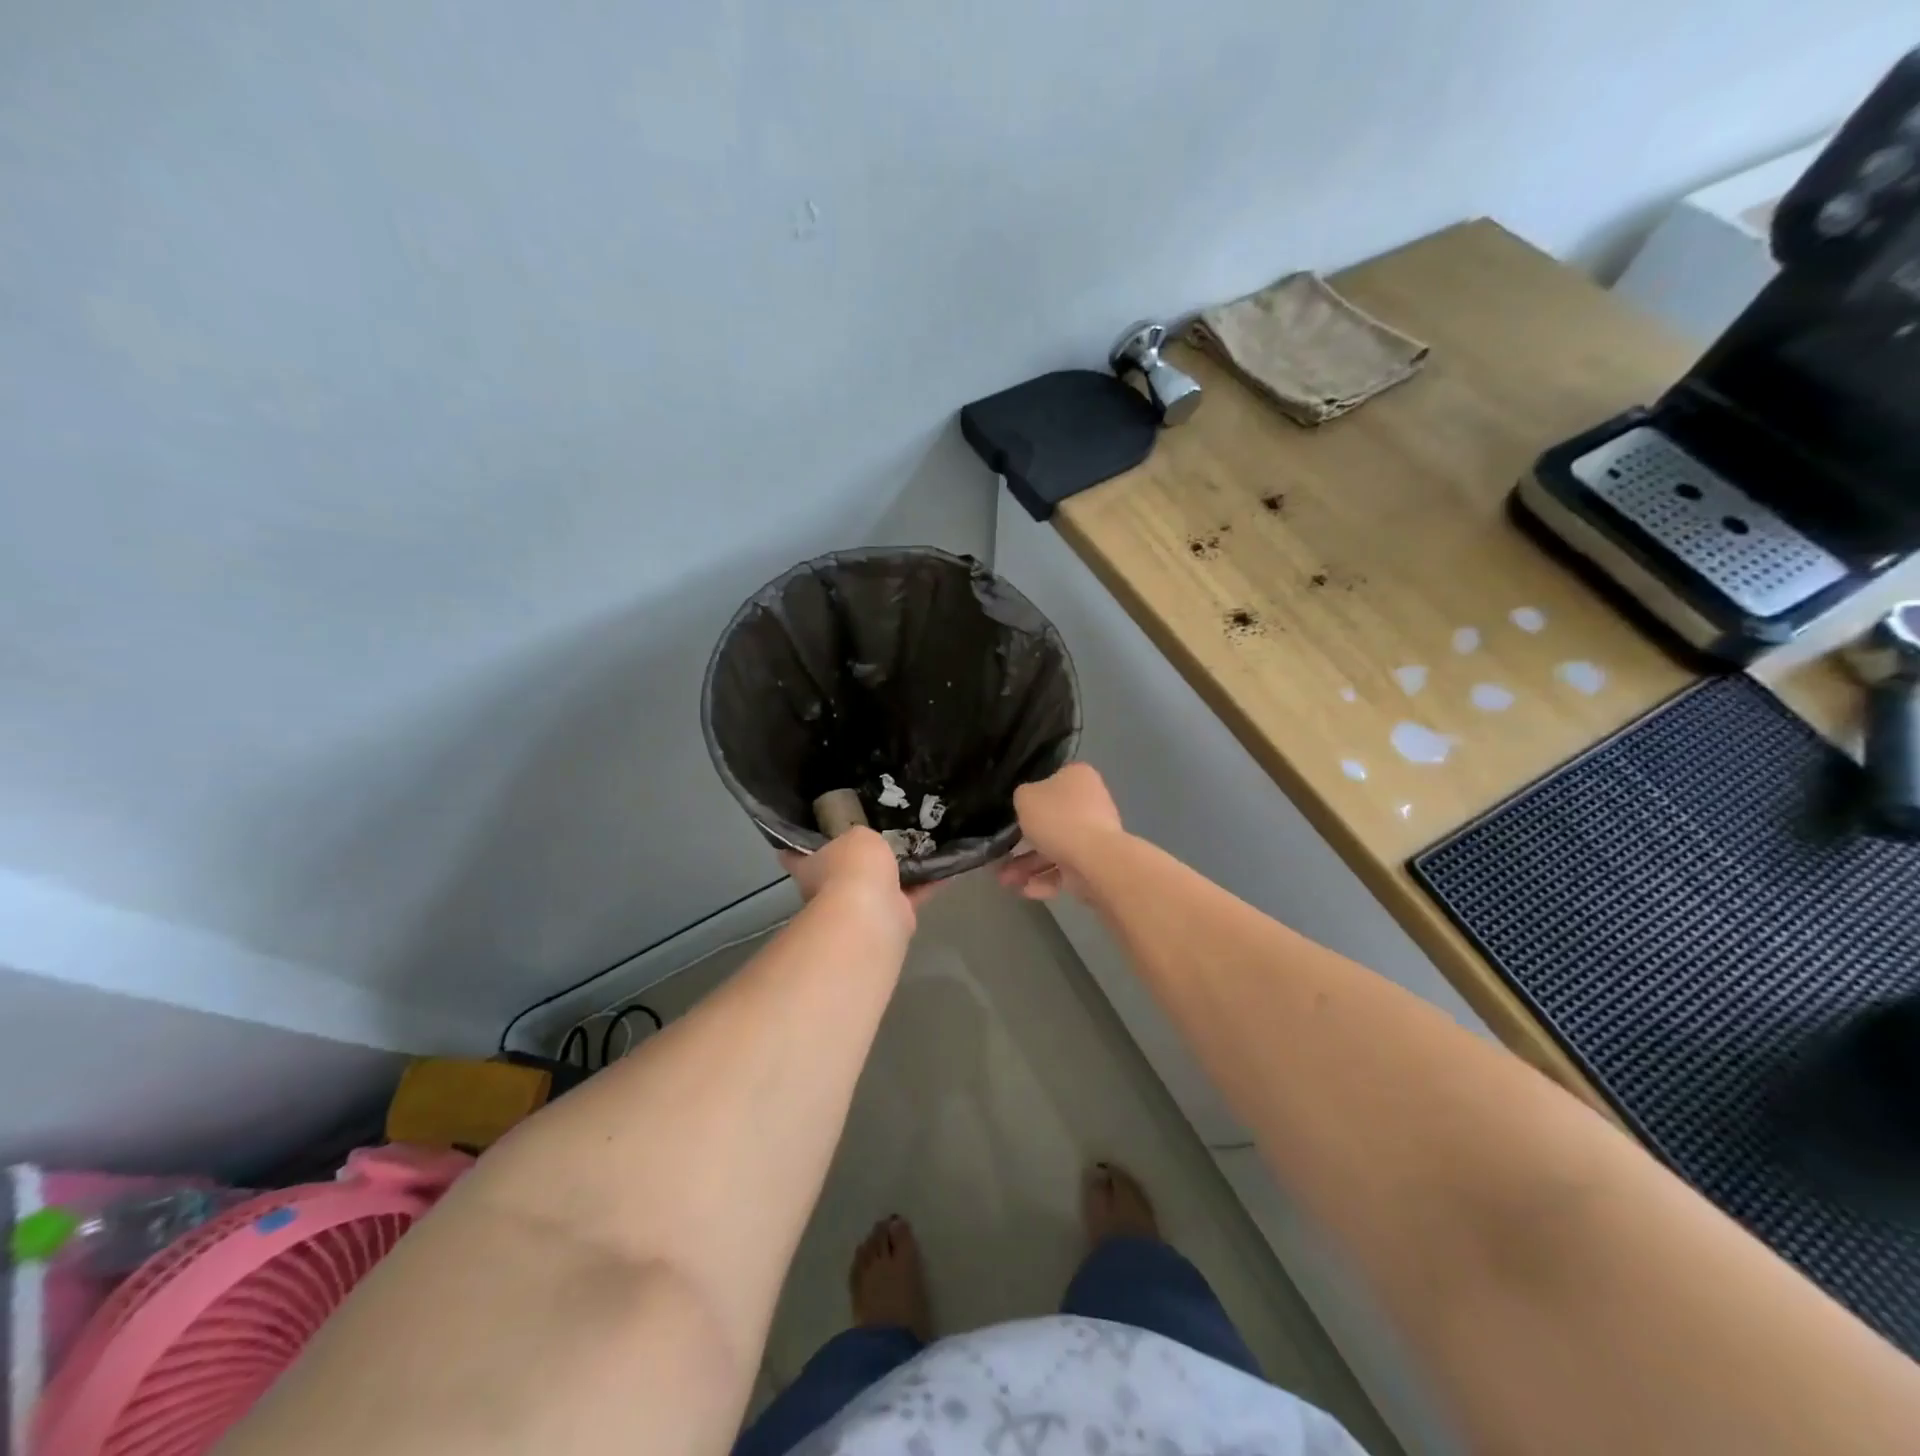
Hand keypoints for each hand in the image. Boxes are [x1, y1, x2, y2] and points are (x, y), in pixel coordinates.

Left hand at [779, 828, 931, 931]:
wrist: (871, 912)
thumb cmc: (852, 866)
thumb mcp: (858, 836)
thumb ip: (863, 837)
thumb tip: (869, 845)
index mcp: (809, 867)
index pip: (795, 851)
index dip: (801, 841)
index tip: (816, 825)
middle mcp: (830, 889)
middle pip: (843, 869)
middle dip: (861, 856)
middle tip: (885, 830)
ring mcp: (861, 907)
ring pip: (881, 883)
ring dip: (900, 869)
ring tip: (922, 842)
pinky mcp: (892, 918)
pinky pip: (914, 893)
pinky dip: (930, 881)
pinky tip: (948, 865)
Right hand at [996, 763, 1124, 900]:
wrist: (1095, 860)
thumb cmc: (1058, 819)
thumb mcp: (1025, 797)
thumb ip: (1022, 798)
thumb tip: (1029, 805)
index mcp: (1078, 778)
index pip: (1051, 782)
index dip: (1030, 799)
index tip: (1013, 815)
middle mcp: (1090, 803)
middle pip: (1051, 821)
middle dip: (1022, 843)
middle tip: (1002, 856)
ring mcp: (1095, 835)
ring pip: (1055, 849)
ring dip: (1028, 866)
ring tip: (1006, 881)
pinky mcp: (1096, 864)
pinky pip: (1066, 870)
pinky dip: (1046, 880)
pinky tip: (1026, 890)